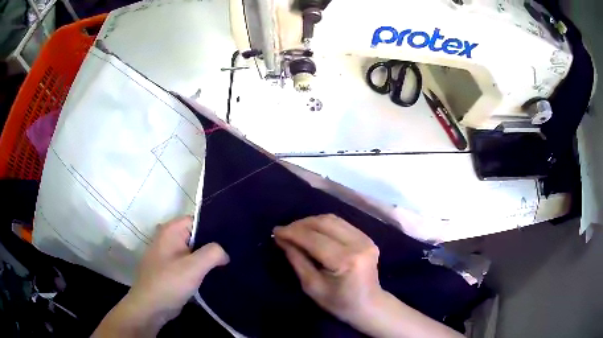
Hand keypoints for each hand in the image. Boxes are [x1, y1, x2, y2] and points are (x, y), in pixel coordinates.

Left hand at [93, 216, 228, 336]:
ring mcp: (169, 255)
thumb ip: (213, 253)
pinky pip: (190, 264)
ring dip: (208, 259)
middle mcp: (169, 239)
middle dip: (213, 245)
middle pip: (196, 236)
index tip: (232, 240)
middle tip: (233, 253)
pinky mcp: (172, 270)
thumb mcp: (193, 267)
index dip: (215, 228)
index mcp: (171, 231)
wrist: (150, 307)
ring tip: (228, 264)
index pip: (197, 220)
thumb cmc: (169, 283)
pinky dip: (201, 268)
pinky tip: (215, 275)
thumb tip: (224, 253)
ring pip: (194, 251)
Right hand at [273, 214, 381, 324]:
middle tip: (284, 231)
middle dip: (301, 224)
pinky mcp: (367, 237)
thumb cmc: (339, 303)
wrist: (369, 305)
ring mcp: (366, 239)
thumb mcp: (312, 286)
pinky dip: (323, 225)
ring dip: (311, 222)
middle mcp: (359, 244)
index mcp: (346, 260)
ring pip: (333, 219)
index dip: (293, 233)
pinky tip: (312, 232)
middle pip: (325, 223)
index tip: (276, 231)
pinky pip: (341, 224)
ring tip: (295, 230)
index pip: (314, 239)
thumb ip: (297, 260)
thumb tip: (282, 239)